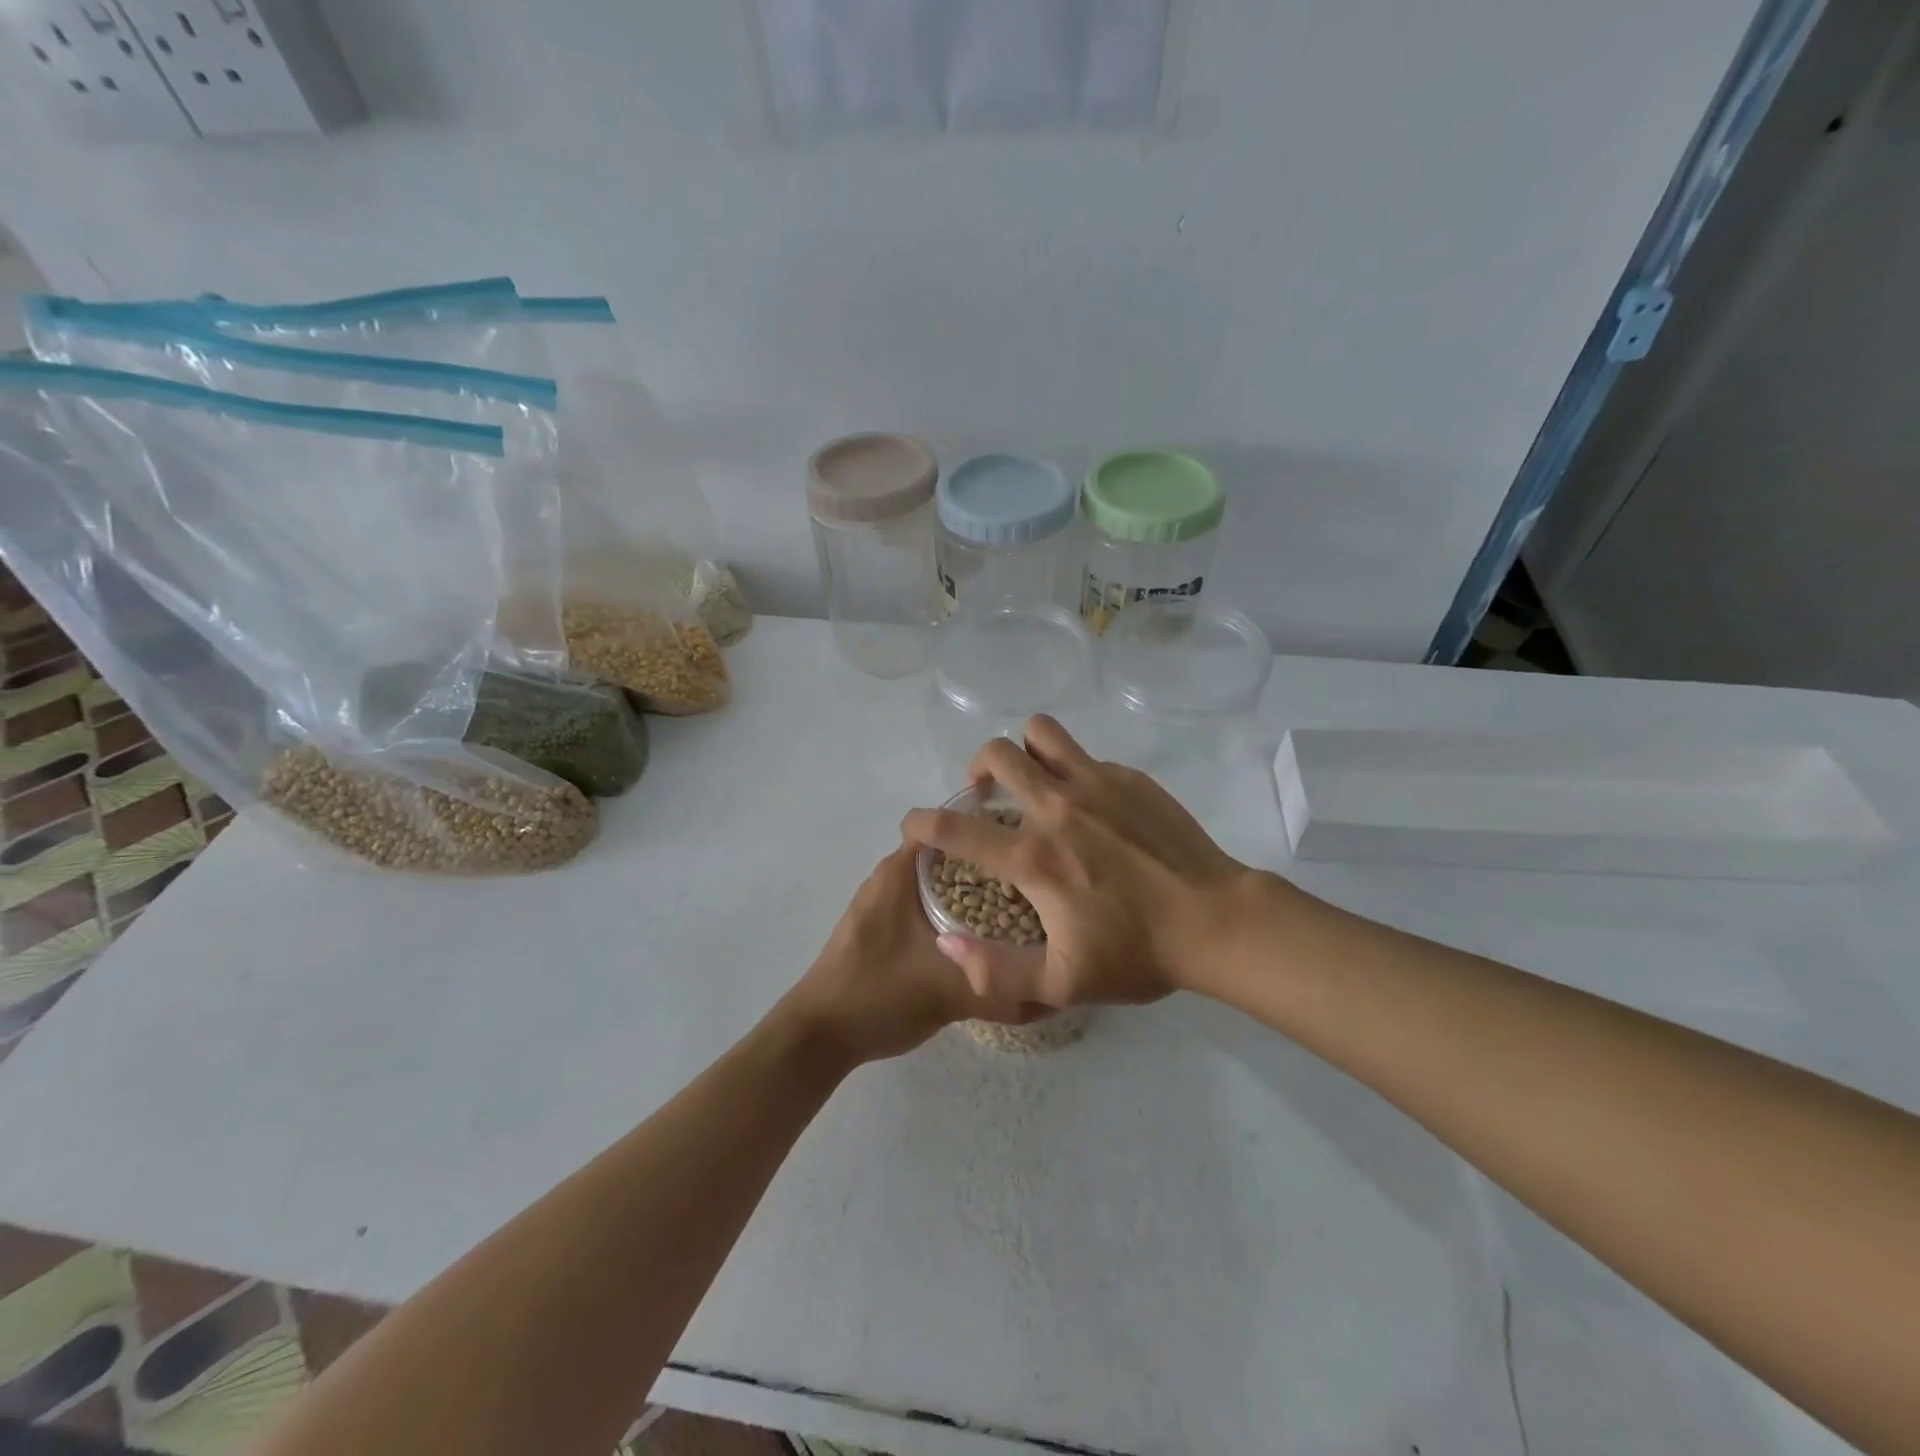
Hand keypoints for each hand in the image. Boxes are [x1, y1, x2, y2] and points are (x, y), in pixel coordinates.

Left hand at [785, 845, 1045, 1066]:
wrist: (818, 1037)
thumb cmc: (878, 995)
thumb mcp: (948, 992)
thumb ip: (1000, 986)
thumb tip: (1053, 989)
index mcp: (900, 872)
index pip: (953, 829)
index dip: (992, 832)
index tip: (1030, 847)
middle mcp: (889, 877)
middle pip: (950, 857)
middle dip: (990, 869)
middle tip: (1035, 886)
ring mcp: (882, 903)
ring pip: (938, 886)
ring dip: (972, 896)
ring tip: (1018, 912)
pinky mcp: (881, 928)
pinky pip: (926, 908)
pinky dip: (953, 916)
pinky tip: (981, 940)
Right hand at [901, 716, 1279, 1008]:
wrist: (1216, 922)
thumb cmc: (1137, 954)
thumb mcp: (1063, 984)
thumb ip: (996, 971)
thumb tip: (947, 946)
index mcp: (1034, 858)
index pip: (956, 829)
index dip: (921, 823)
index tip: (913, 824)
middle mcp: (1057, 808)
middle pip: (996, 754)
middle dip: (975, 769)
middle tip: (985, 797)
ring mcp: (1096, 784)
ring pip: (1040, 733)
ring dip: (1023, 750)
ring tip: (1030, 780)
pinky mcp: (1129, 778)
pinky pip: (1083, 755)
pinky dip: (1069, 770)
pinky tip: (1088, 805)